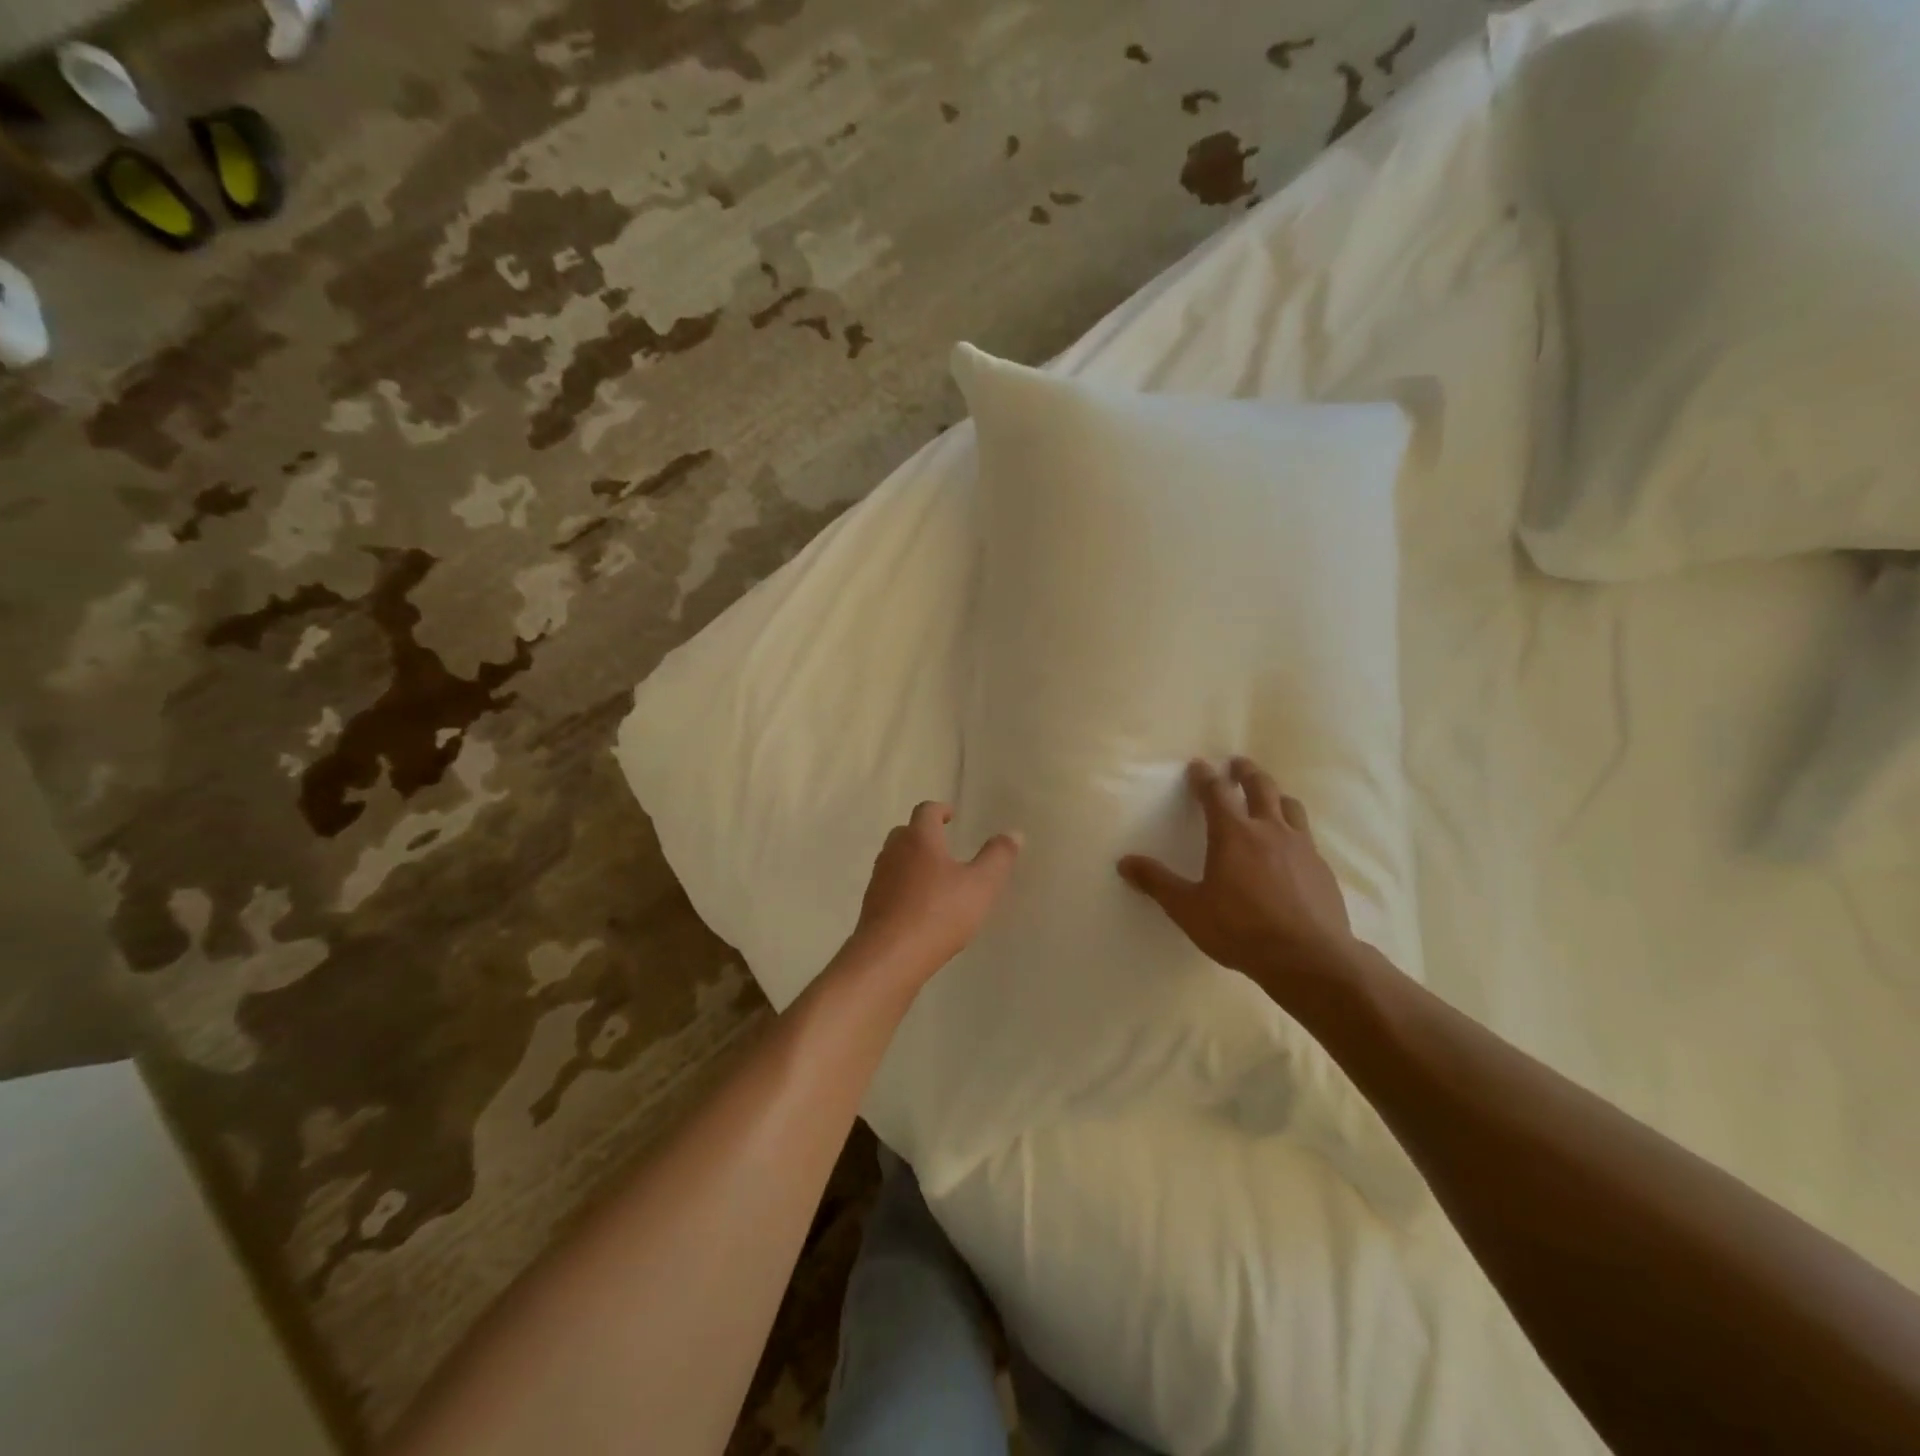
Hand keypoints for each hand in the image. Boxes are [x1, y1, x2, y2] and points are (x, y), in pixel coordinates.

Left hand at [850, 802, 1021, 985]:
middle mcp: (893, 852)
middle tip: (944, 844)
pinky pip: (890, 887)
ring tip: (935, 878)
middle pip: (906, 832)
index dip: (940, 810)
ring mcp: (879, 879)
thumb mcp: (981, 885)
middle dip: (924, 835)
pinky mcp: (872, 906)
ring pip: (895, 860)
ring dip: (912, 862)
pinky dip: (904, 887)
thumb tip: (1013, 833)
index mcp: (919, 839)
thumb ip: (998, 858)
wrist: (890, 957)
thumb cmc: (939, 913)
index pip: (926, 811)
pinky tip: (920, 907)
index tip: (951, 816)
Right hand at [1118, 758, 1356, 998]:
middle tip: (1237, 764)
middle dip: (1246, 772)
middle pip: (1260, 787)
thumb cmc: (1241, 930)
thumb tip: (1124, 862)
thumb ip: (1157, 883)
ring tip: (1269, 797)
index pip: (1216, 792)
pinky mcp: (1322, 867)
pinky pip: (1307, 836)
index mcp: (1233, 834)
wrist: (1309, 958)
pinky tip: (1290, 847)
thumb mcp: (1189, 909)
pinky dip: (1294, 829)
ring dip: (1276, 795)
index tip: (1199, 765)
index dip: (1205, 776)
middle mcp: (1269, 830)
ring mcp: (1301, 847)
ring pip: (1290, 806)